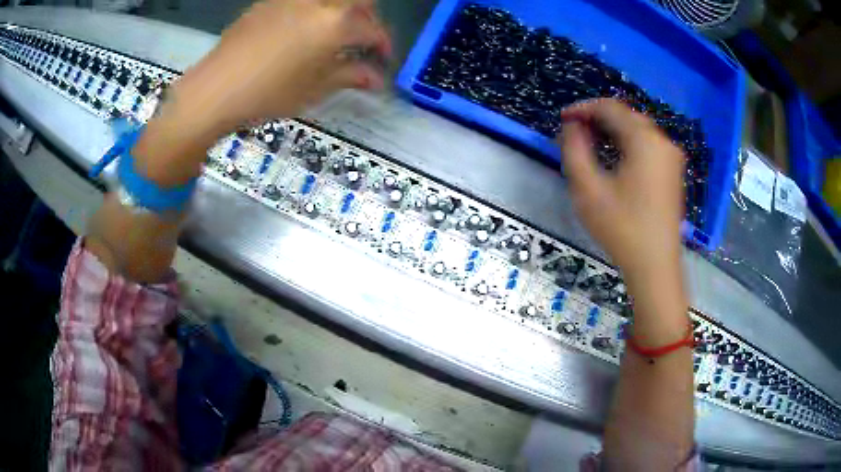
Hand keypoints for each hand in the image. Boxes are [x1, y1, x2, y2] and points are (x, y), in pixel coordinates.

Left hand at [171, 0, 391, 129]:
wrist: (215, 89)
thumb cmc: (268, 94)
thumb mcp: (314, 89)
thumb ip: (350, 76)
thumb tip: (375, 79)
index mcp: (335, 24)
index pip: (372, 30)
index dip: (384, 45)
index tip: (383, 60)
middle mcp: (318, 2)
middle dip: (368, 17)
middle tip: (362, 40)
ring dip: (342, 10)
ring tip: (334, 33)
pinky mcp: (269, 1)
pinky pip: (303, 0)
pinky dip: (315, 10)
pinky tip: (303, 29)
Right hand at [559, 99, 685, 283]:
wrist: (655, 266)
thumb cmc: (621, 228)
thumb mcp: (588, 189)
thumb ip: (574, 149)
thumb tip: (572, 127)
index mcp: (645, 140)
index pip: (611, 108)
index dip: (583, 108)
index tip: (563, 118)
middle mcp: (663, 142)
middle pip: (627, 116)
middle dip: (599, 118)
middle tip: (575, 130)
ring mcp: (672, 158)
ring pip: (639, 130)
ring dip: (614, 130)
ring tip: (591, 141)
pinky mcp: (674, 173)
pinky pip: (649, 145)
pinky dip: (629, 143)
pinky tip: (616, 156)